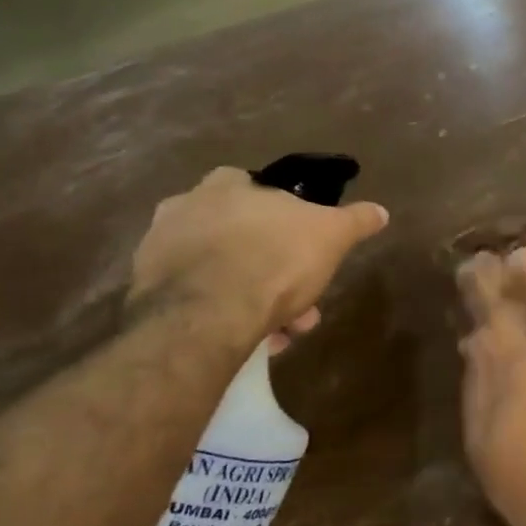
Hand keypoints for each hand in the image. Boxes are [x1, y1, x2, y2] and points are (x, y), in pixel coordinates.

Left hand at [129, 167, 388, 341]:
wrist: (207, 314)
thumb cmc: (275, 258)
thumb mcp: (332, 235)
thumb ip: (356, 220)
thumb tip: (381, 210)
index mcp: (225, 186)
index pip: (251, 185)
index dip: (280, 215)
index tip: (299, 243)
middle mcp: (183, 208)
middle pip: (236, 234)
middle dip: (270, 266)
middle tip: (298, 299)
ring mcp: (158, 251)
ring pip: (216, 271)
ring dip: (248, 295)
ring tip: (277, 331)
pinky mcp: (144, 294)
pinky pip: (194, 301)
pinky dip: (220, 316)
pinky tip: (245, 340)